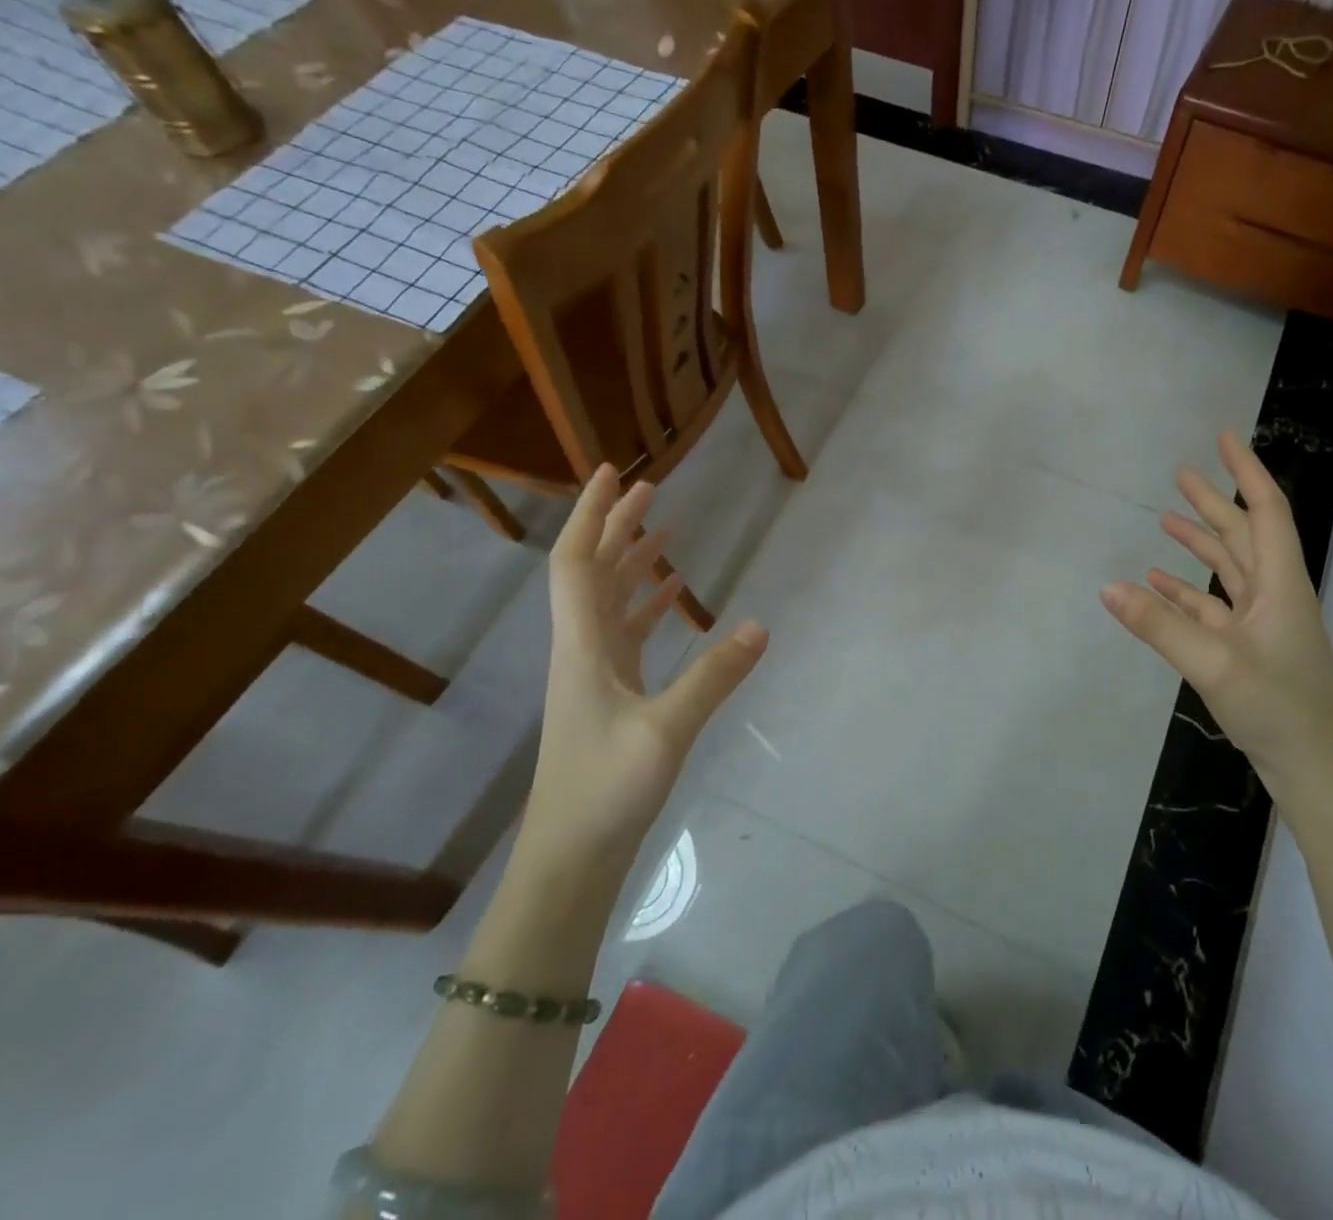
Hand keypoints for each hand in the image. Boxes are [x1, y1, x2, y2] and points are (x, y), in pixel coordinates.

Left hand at [523, 465, 766, 860]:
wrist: (570, 859)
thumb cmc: (606, 790)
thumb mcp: (667, 731)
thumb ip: (715, 676)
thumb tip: (761, 625)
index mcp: (583, 645)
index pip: (577, 563)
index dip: (591, 515)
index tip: (613, 474)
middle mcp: (583, 649)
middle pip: (593, 572)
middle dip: (617, 526)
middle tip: (650, 489)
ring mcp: (596, 673)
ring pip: (609, 601)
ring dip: (632, 562)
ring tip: (665, 532)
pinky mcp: (612, 695)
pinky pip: (627, 633)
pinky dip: (647, 606)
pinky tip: (675, 598)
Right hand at [1101, 432, 1332, 805]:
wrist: (1316, 770)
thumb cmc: (1278, 708)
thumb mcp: (1213, 664)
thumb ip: (1159, 625)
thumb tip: (1107, 587)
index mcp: (1279, 585)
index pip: (1266, 512)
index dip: (1246, 472)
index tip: (1225, 438)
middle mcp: (1273, 595)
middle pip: (1242, 535)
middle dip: (1214, 501)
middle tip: (1181, 472)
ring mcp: (1261, 624)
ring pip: (1228, 569)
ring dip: (1199, 543)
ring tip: (1166, 518)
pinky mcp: (1247, 649)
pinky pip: (1212, 606)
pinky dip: (1186, 591)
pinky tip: (1157, 583)